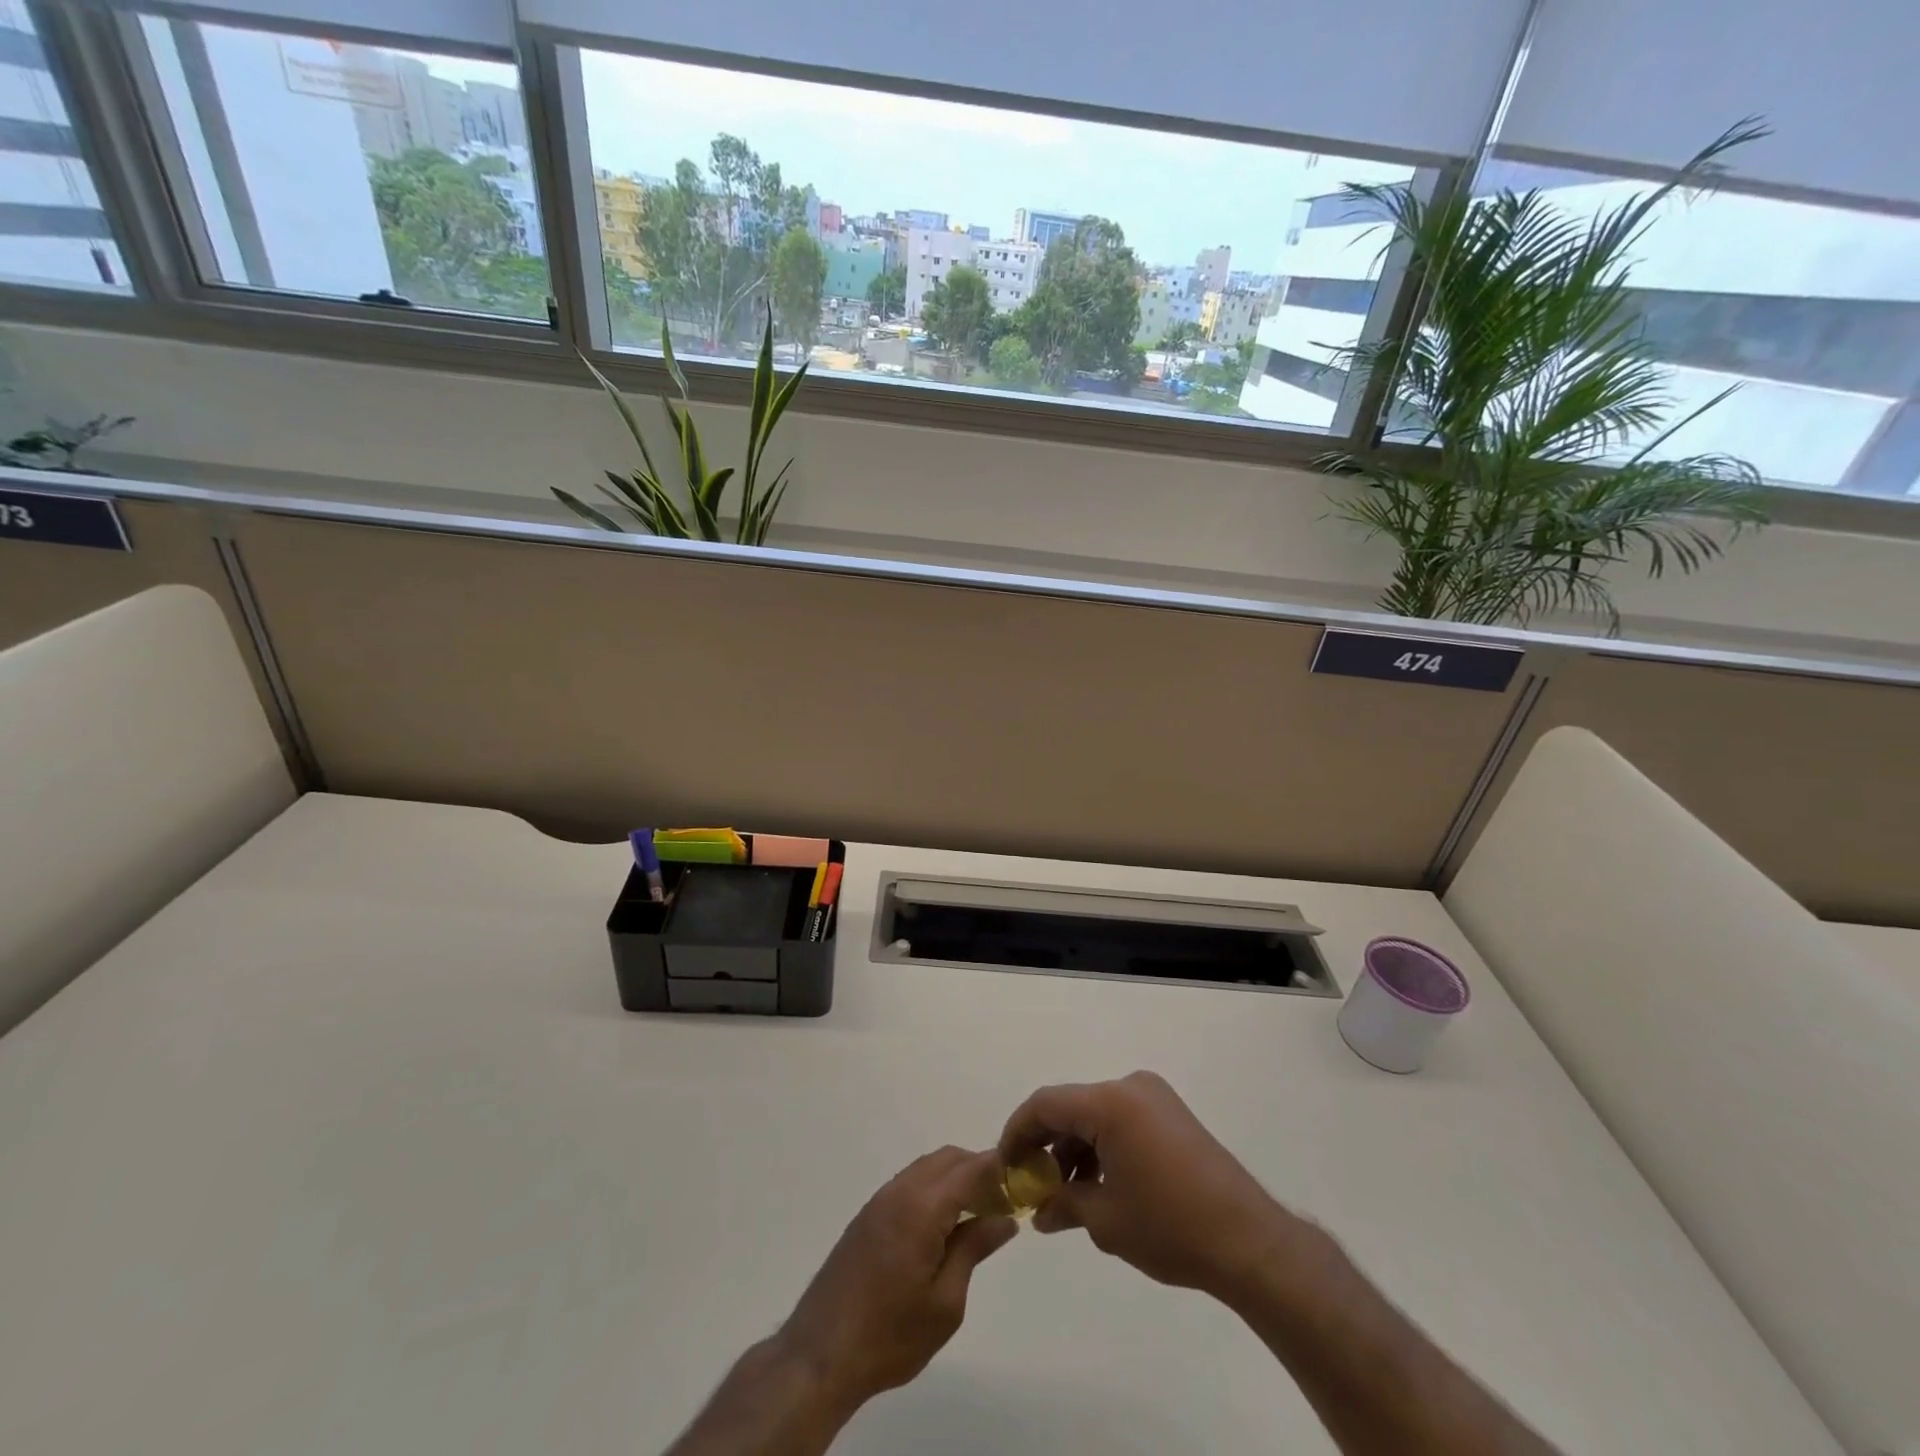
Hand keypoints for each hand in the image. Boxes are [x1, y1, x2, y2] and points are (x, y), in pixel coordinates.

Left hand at [776, 1147, 1016, 1413]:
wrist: (820, 1354)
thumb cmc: (890, 1335)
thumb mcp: (945, 1302)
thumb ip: (974, 1249)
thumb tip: (1004, 1218)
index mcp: (922, 1207)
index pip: (970, 1168)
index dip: (999, 1167)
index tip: (1023, 1180)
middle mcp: (900, 1191)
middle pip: (948, 1159)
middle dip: (979, 1169)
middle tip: (1003, 1201)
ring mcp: (880, 1200)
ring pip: (927, 1168)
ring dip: (955, 1178)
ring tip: (978, 1213)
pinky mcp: (868, 1216)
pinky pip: (910, 1183)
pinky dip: (934, 1189)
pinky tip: (943, 1224)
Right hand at [999, 1070, 1306, 1297]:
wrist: (1248, 1241)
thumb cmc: (1169, 1226)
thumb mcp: (1106, 1219)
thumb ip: (1064, 1204)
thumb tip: (1039, 1211)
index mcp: (1111, 1102)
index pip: (1046, 1104)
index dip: (1018, 1131)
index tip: (1003, 1165)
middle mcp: (1130, 1087)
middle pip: (1071, 1105)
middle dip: (1046, 1143)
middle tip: (1030, 1183)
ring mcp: (1154, 1098)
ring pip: (1096, 1114)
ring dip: (1074, 1147)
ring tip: (1063, 1194)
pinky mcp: (1171, 1115)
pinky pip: (1121, 1120)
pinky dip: (1101, 1146)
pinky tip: (1096, 1184)